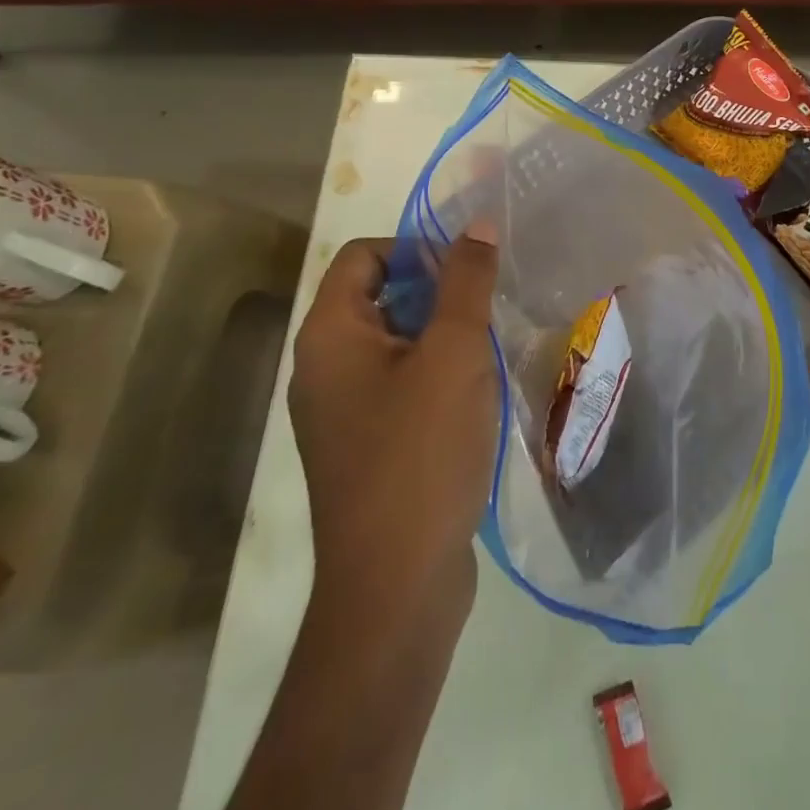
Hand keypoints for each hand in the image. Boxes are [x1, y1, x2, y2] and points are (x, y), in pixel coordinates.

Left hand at [287, 229, 500, 611]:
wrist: (396, 583)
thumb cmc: (421, 452)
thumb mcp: (454, 354)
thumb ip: (466, 283)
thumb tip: (475, 226)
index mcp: (330, 335)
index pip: (363, 256)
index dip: (415, 249)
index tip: (466, 273)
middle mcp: (323, 367)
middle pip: (378, 296)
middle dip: (435, 292)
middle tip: (485, 311)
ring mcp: (340, 412)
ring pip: (393, 342)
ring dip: (440, 335)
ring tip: (487, 350)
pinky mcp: (363, 446)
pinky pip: (397, 385)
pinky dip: (434, 375)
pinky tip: (474, 396)